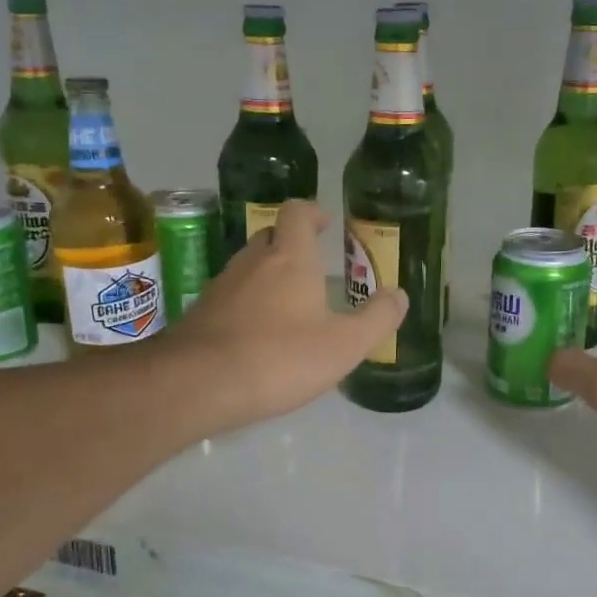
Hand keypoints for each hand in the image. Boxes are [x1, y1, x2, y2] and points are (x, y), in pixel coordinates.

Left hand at [166, 200, 406, 432]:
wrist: (197, 384)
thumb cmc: (279, 358)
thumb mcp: (344, 345)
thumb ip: (377, 318)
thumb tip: (399, 295)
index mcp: (290, 258)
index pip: (296, 213)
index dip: (312, 212)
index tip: (326, 223)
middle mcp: (252, 262)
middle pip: (271, 236)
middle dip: (292, 243)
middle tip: (313, 267)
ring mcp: (221, 286)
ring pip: (249, 266)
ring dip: (269, 274)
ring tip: (289, 303)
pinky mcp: (201, 312)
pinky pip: (231, 295)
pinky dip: (248, 302)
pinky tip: (258, 333)